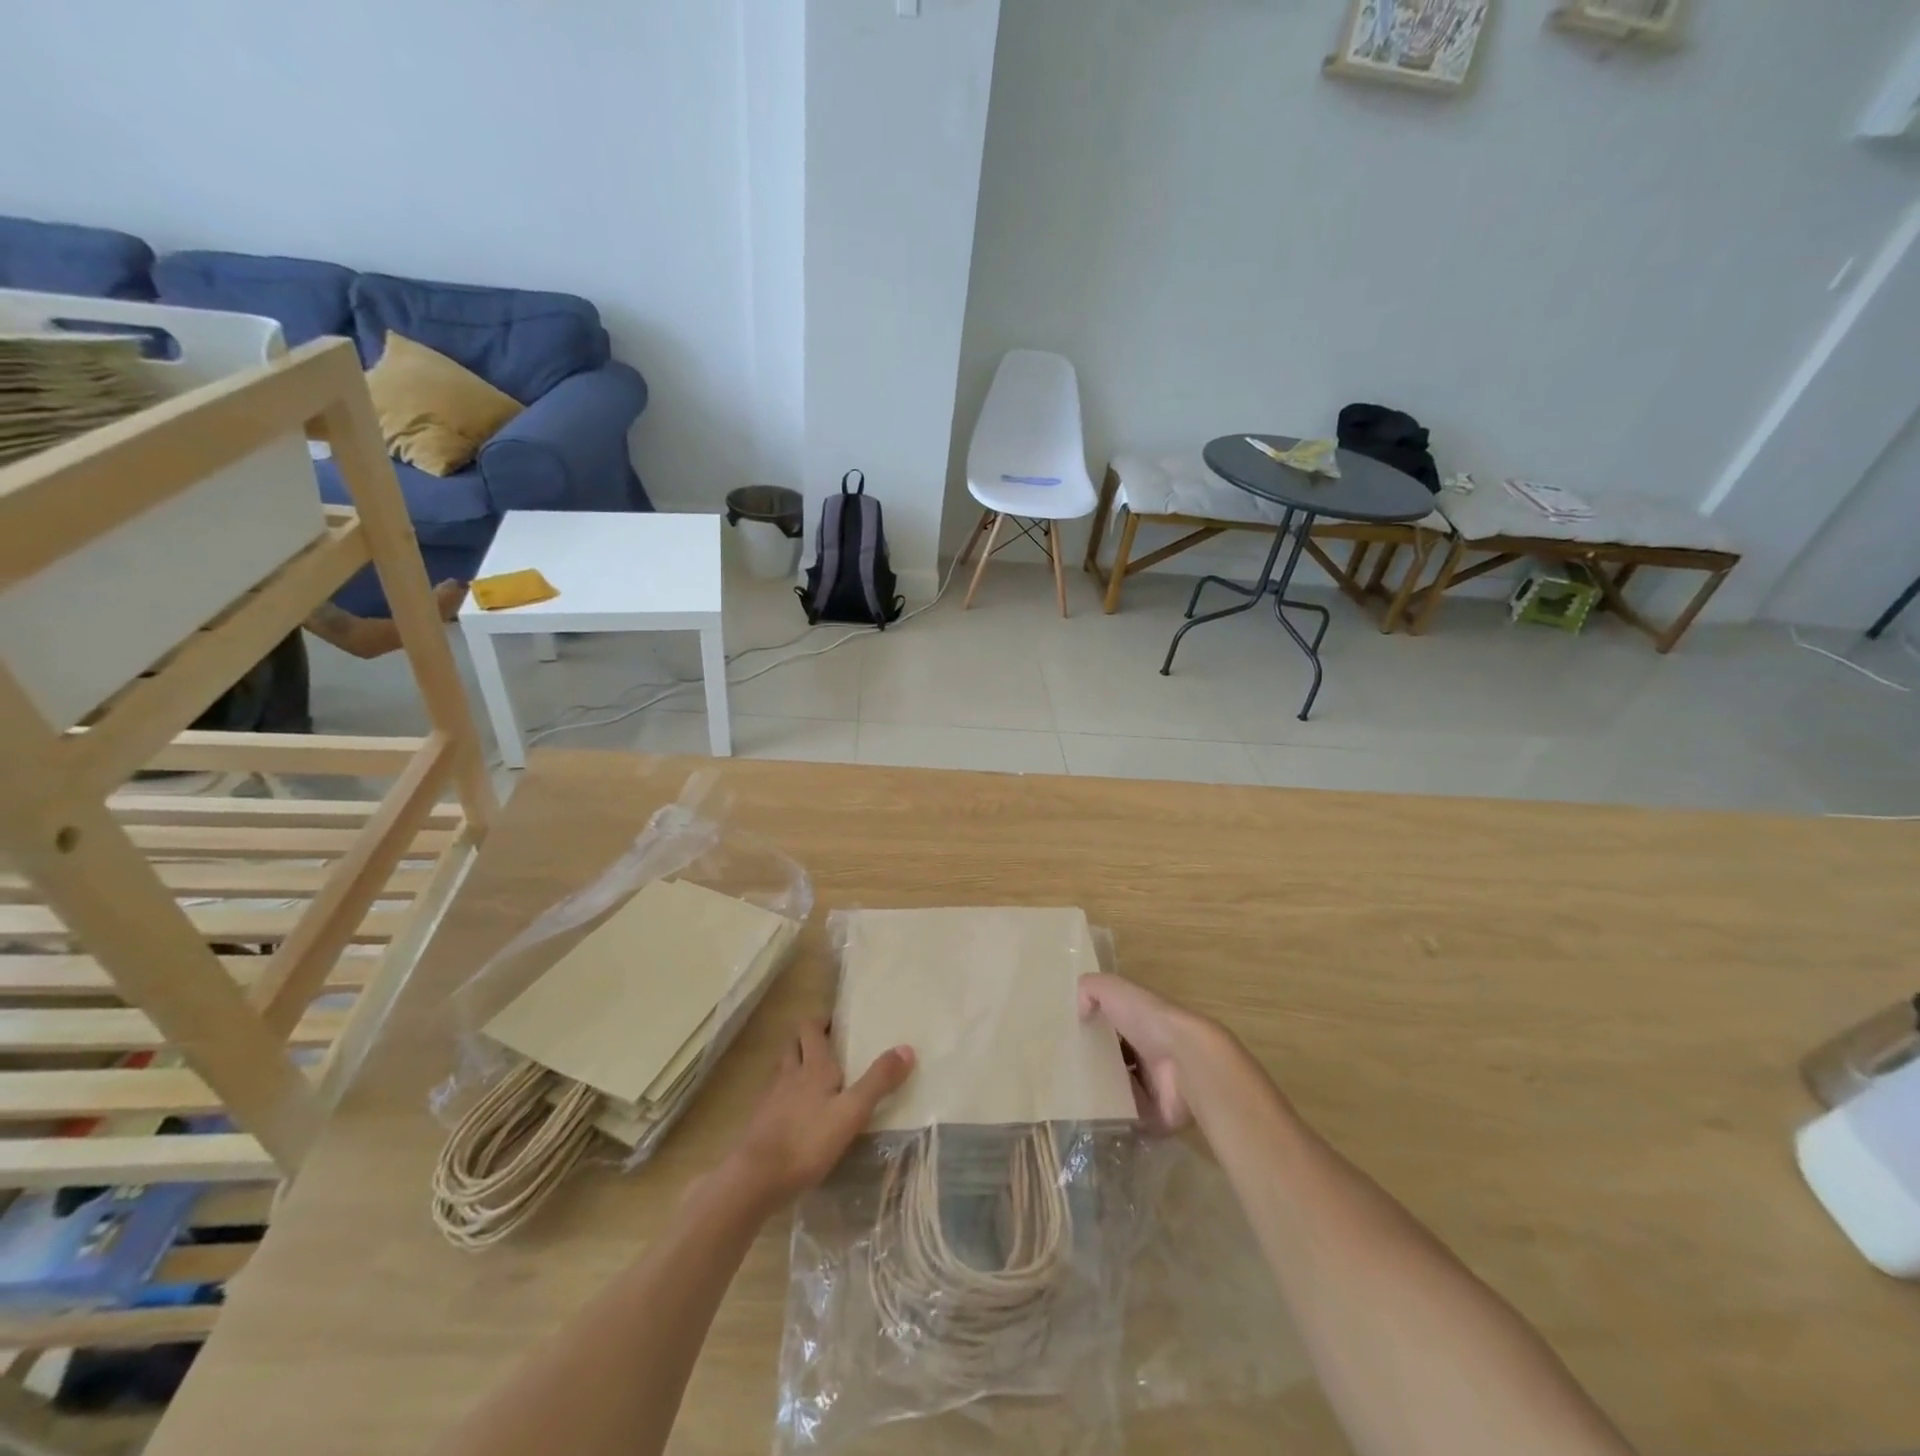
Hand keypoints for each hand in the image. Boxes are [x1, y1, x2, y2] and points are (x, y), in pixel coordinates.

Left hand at [718, 1019, 913, 1212]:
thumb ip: (878, 1081)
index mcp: (812, 1066)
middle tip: (826, 1042)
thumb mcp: (852, 1111)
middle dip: (806, 1039)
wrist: (754, 1180)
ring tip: (812, 1073)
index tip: (835, 1020)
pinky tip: (796, 1112)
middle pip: (792, 1045)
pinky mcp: (760, 1125)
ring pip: (782, 1070)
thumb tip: (907, 1047)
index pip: (810, 1029)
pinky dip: (785, 1096)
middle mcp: (789, 1075)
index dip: (820, 1020)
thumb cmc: (807, 1140)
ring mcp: (771, 1100)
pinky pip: (774, 1098)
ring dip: (794, 1064)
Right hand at [1078, 973, 1211, 1133]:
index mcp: (1140, 1021)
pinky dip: (1111, 1118)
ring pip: (1119, 1088)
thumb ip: (1090, 989)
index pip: (1111, 1023)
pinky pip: (1127, 1118)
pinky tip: (1085, 1115)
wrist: (1185, 1061)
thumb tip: (1078, 1010)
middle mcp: (1148, 1051)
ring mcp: (1154, 1085)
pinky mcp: (1155, 1115)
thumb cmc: (1148, 1020)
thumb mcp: (1113, 989)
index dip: (1089, 1028)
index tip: (1063, 1039)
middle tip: (1061, 1070)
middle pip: (1114, 1058)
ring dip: (1099, 1091)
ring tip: (1068, 1094)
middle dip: (1091, 1062)